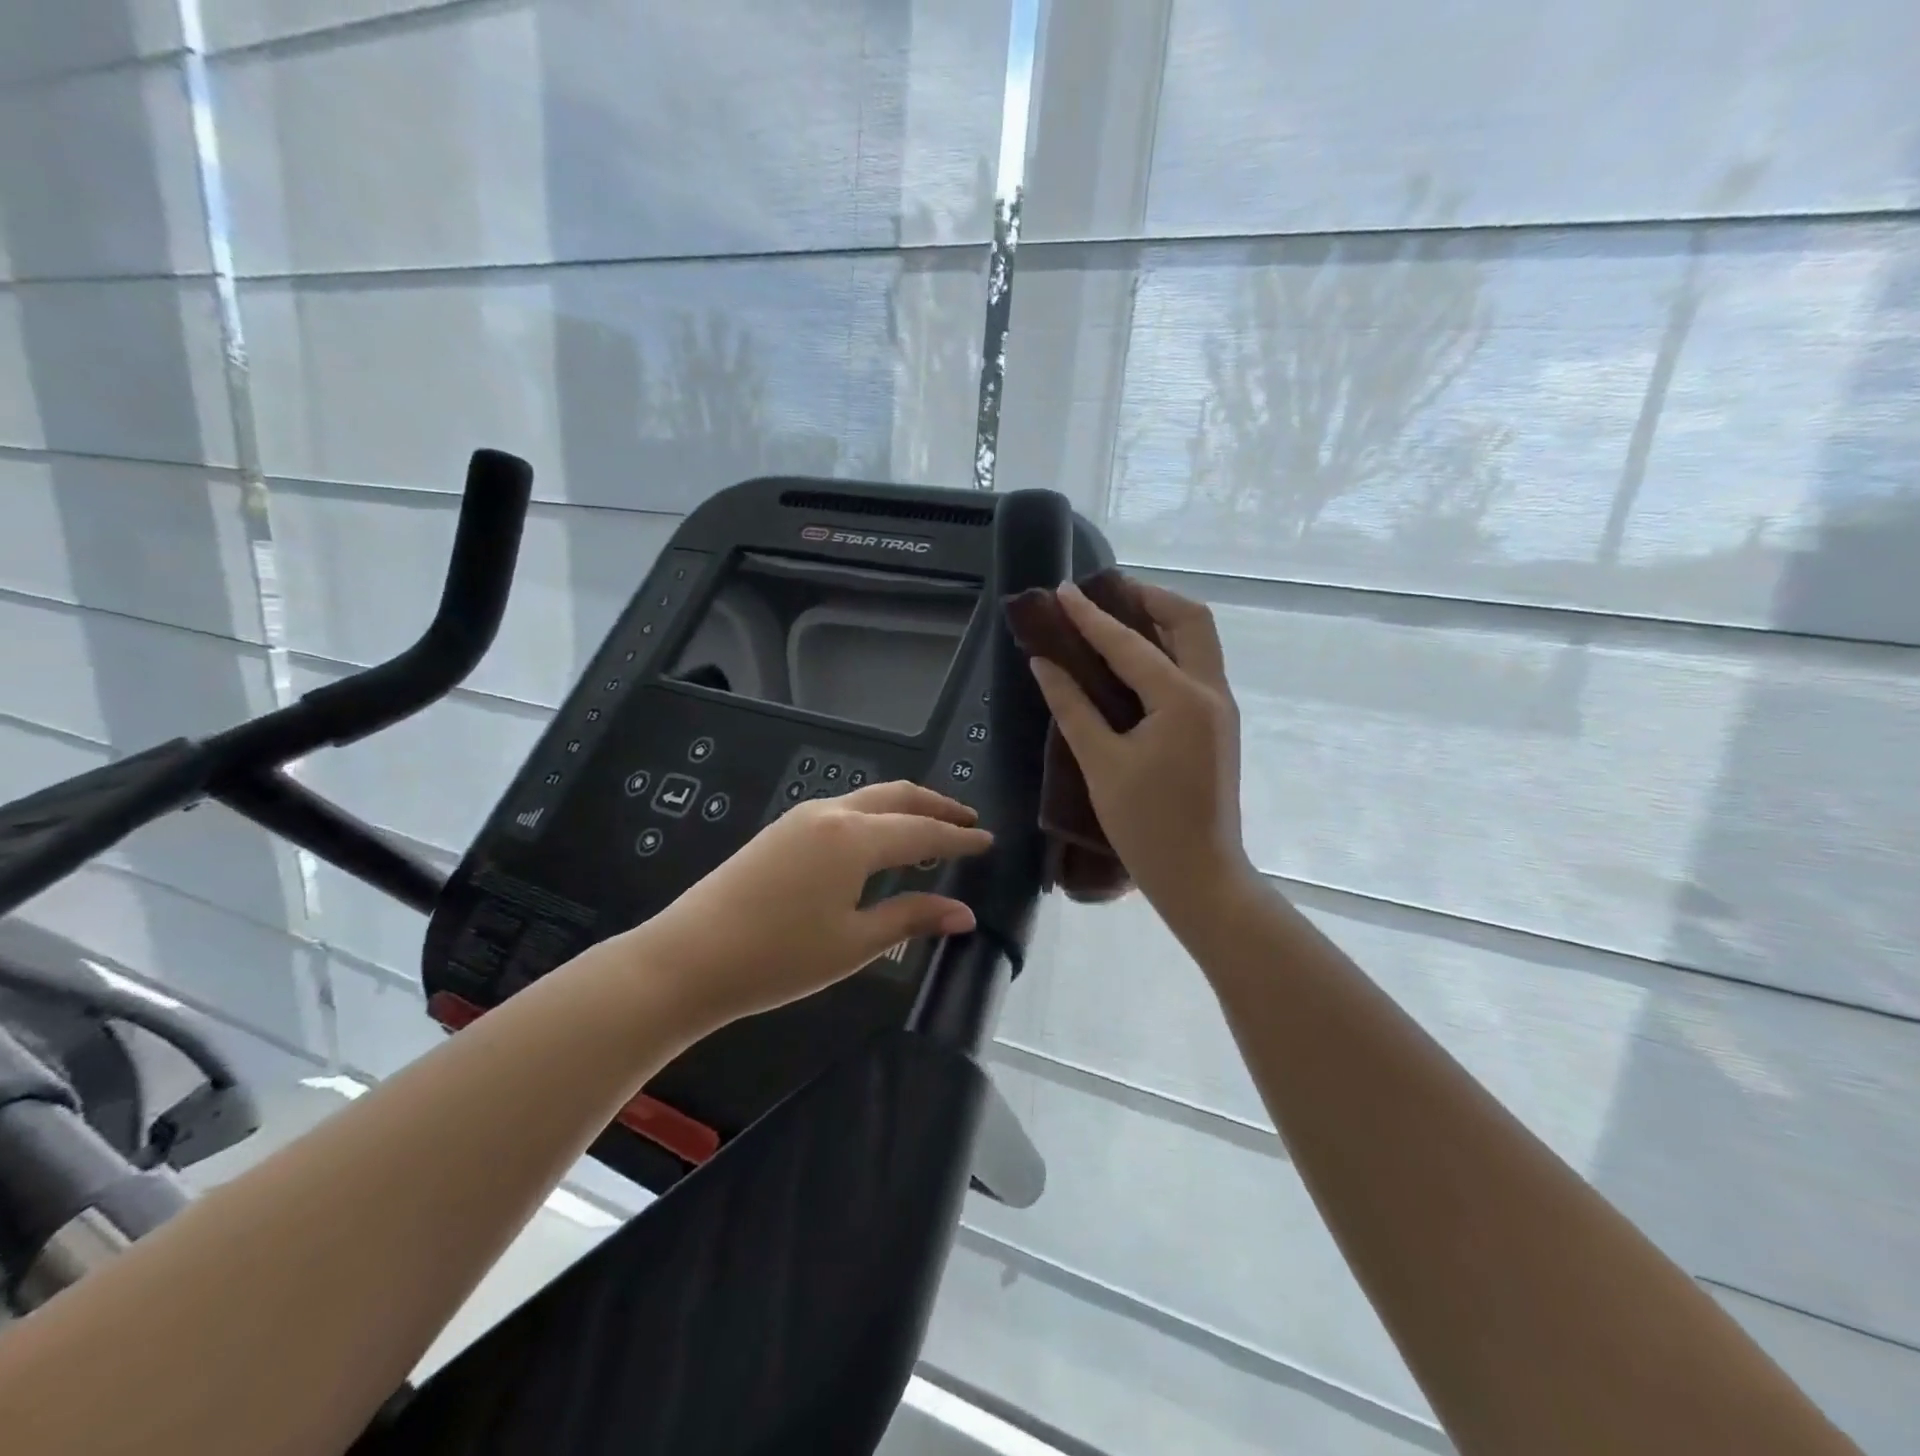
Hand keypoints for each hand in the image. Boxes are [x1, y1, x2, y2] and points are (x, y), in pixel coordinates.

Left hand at [627, 781, 991, 1030]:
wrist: (688, 959)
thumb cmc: (779, 957)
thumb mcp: (854, 943)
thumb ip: (912, 918)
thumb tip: (964, 913)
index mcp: (855, 838)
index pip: (923, 831)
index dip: (959, 837)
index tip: (988, 840)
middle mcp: (831, 814)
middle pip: (897, 797)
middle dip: (936, 806)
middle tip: (967, 821)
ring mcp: (801, 817)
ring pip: (868, 798)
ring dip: (904, 808)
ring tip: (929, 829)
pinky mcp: (781, 830)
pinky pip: (844, 809)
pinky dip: (875, 816)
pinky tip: (878, 842)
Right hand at [1027, 581, 1256, 923]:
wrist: (1201, 876)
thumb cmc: (1146, 826)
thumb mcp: (1101, 764)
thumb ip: (1072, 707)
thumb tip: (1044, 663)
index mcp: (1182, 699)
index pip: (1129, 644)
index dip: (1090, 617)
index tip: (1063, 592)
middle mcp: (1210, 692)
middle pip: (1190, 620)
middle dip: (1148, 598)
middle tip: (1106, 594)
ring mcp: (1220, 708)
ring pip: (1199, 641)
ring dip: (1161, 621)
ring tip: (1118, 617)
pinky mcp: (1217, 725)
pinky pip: (1196, 667)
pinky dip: (1168, 650)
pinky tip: (1135, 662)